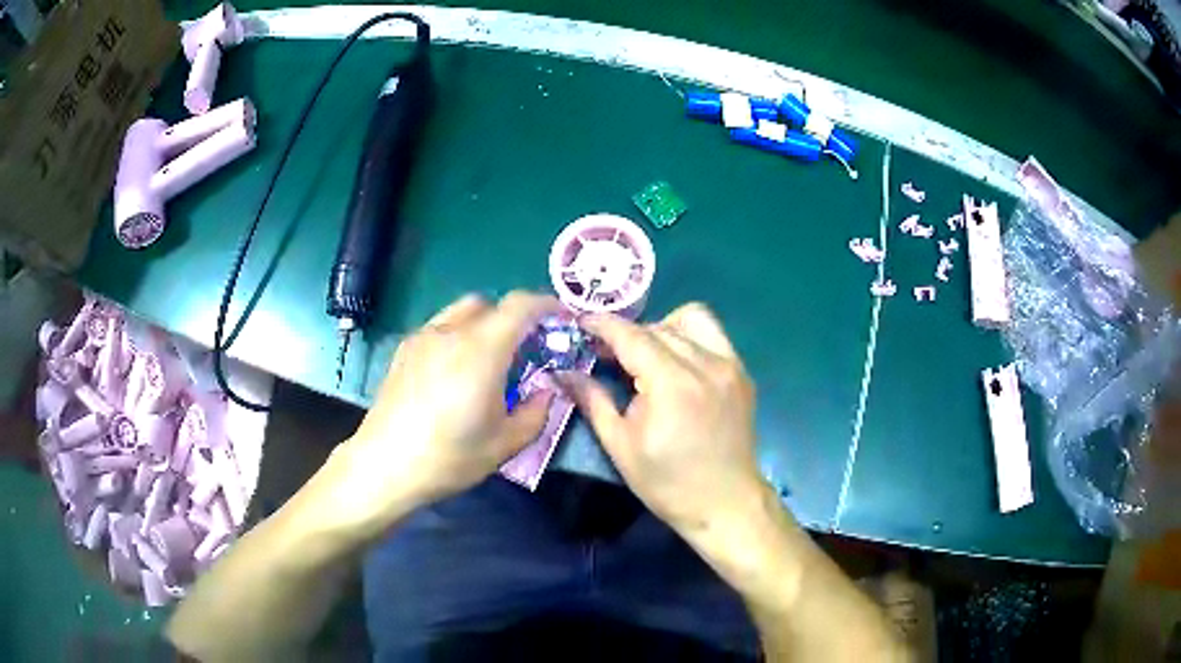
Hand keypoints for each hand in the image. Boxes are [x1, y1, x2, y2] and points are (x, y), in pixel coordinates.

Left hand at [307, 292, 557, 539]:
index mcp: (482, 350)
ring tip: (488, 360)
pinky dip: (458, 335)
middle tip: (524, 349)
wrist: (385, 465)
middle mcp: (451, 332)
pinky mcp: (404, 350)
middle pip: (490, 304)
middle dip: (513, 318)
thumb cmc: (449, 457)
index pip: (520, 305)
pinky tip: (455, 371)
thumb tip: (547, 391)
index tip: (562, 318)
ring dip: (483, 324)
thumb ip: (536, 412)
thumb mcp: (505, 444)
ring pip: (461, 312)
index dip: (546, 304)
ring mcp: (423, 337)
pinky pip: (440, 328)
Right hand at [561, 303, 766, 540]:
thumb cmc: (668, 483)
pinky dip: (689, 338)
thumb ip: (592, 400)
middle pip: (657, 327)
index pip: (631, 335)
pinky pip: (713, 335)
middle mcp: (705, 363)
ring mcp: (729, 365)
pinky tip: (677, 365)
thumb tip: (563, 372)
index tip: (581, 324)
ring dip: (661, 328)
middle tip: (606, 354)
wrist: (726, 503)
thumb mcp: (620, 446)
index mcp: (672, 384)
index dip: (602, 325)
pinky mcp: (741, 372)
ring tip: (647, 357)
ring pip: (690, 320)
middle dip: (627, 333)